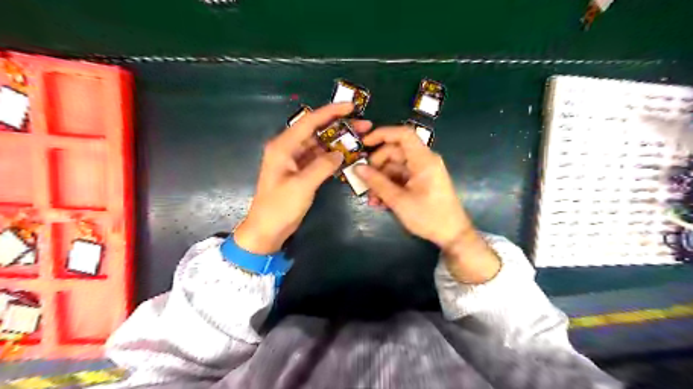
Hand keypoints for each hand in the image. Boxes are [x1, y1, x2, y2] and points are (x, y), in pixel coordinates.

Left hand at [235, 104, 373, 255]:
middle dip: (339, 126)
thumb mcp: (302, 186)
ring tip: (360, 139)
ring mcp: (294, 160)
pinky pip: (319, 158)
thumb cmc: (279, 207)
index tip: (351, 107)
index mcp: (283, 146)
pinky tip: (347, 155)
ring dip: (338, 142)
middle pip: (316, 131)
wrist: (267, 230)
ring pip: (319, 144)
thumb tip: (340, 154)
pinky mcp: (300, 172)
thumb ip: (322, 166)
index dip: (330, 112)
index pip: (309, 122)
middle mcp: (288, 148)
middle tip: (363, 125)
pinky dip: (332, 156)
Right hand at [354, 127, 473, 248]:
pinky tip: (380, 202)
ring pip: (395, 167)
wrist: (452, 235)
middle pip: (395, 152)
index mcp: (423, 160)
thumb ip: (377, 183)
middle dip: (377, 166)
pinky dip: (389, 186)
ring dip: (381, 180)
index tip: (363, 143)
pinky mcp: (421, 182)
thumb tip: (357, 168)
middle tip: (364, 181)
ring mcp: (422, 171)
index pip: (403, 134)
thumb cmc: (428, 216)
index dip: (382, 134)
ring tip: (372, 199)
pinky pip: (401, 177)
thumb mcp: (399, 201)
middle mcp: (423, 161)